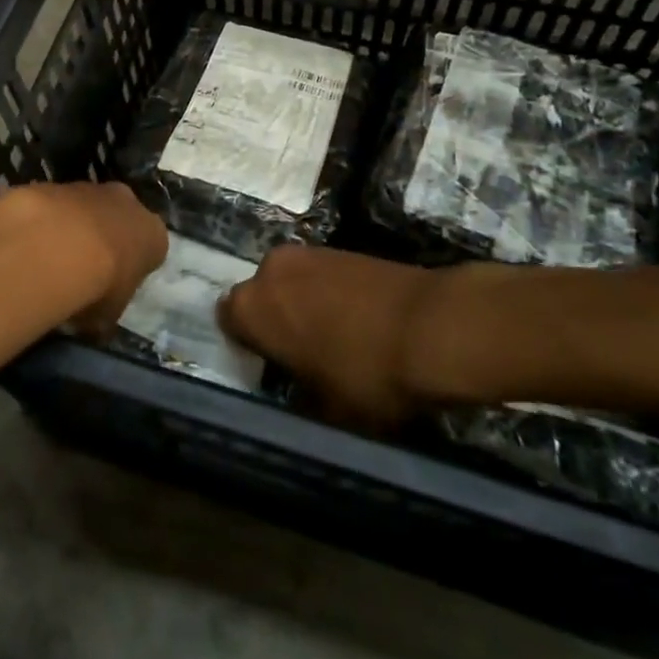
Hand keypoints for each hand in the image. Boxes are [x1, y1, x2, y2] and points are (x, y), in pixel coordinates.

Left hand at [14, 182, 167, 339]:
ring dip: (73, 228)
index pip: (151, 248)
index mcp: (153, 233)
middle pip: (120, 218)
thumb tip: (94, 323)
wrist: (55, 247)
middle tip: (84, 269)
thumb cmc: (97, 286)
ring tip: (50, 260)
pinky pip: (54, 207)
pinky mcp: (55, 185)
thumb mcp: (108, 316)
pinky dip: (45, 222)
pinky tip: (30, 246)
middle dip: (106, 237)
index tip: (115, 286)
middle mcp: (127, 202)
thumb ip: (106, 312)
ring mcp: (90, 188)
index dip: (133, 267)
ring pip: (85, 208)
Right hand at [218, 245, 439, 429]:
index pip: (228, 321)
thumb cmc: (366, 374)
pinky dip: (329, 294)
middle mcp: (270, 269)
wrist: (431, 325)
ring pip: (291, 282)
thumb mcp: (327, 411)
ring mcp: (308, 252)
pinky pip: (320, 275)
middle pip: (260, 296)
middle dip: (275, 320)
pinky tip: (357, 321)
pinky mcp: (340, 247)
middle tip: (302, 355)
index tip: (271, 368)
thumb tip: (298, 394)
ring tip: (333, 340)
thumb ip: (299, 398)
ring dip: (302, 305)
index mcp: (252, 306)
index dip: (248, 346)